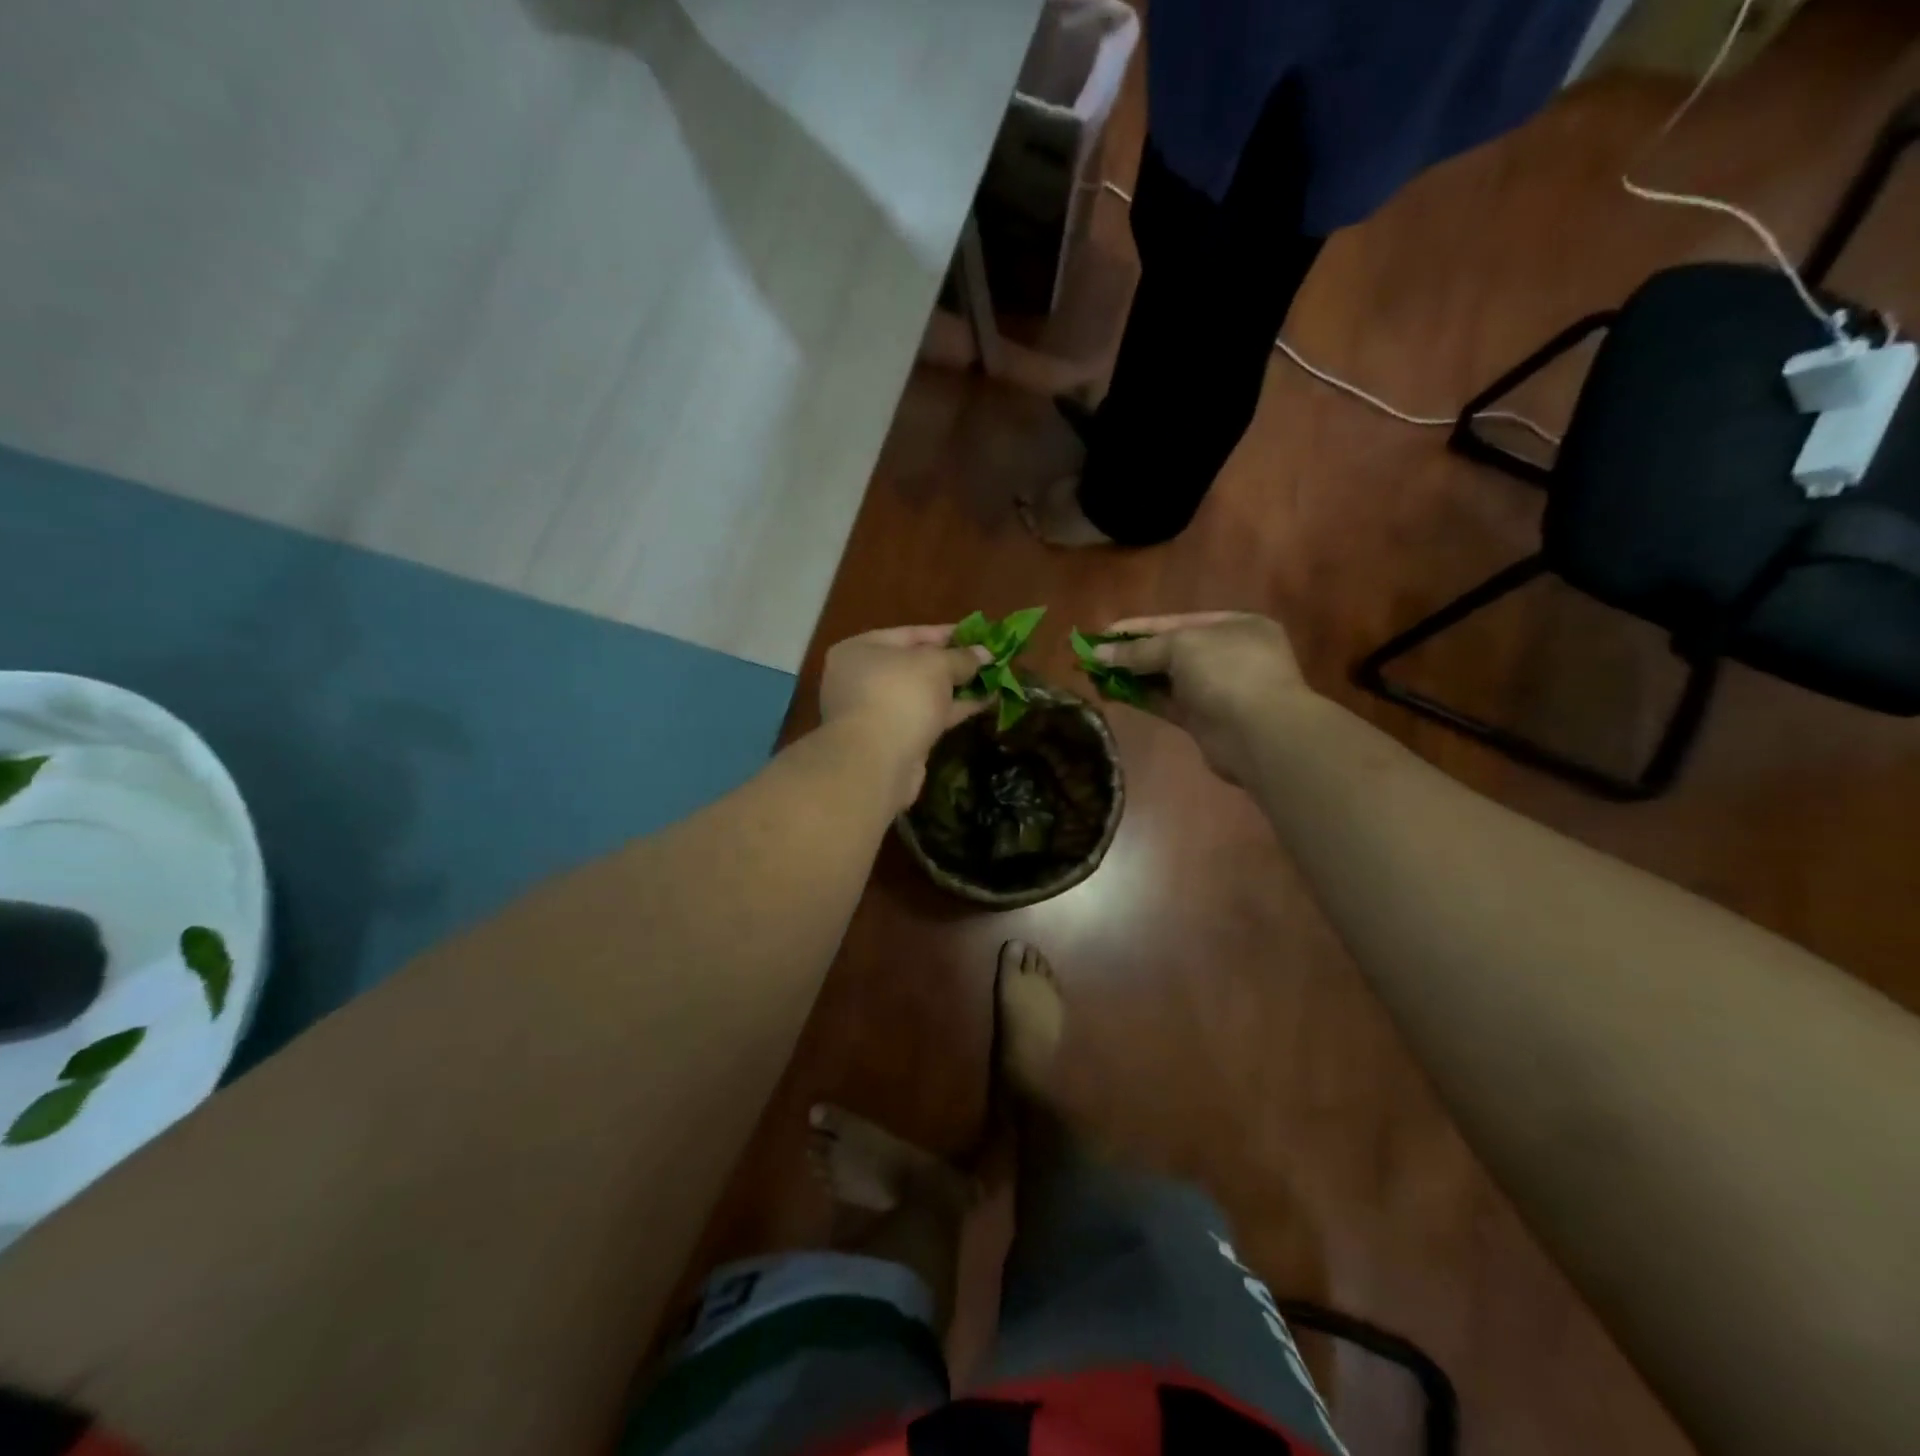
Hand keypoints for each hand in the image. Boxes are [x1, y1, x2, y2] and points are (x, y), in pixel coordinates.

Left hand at [819, 625, 991, 806]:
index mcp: (860, 650)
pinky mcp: (894, 739)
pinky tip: (984, 702)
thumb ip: (962, 657)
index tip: (977, 634)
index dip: (946, 633)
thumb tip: (985, 653)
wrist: (877, 761)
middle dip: (953, 663)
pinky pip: (927, 716)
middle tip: (986, 658)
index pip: (909, 634)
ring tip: (993, 679)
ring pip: (923, 693)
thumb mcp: (936, 665)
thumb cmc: (900, 695)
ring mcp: (877, 711)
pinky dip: (953, 709)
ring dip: (956, 687)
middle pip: (915, 664)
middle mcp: (862, 678)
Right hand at [1094, 612, 1312, 784]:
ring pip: (1167, 679)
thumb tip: (1097, 654)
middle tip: (1094, 657)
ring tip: (1096, 676)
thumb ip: (1139, 651)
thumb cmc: (1227, 672)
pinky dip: (1142, 698)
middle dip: (1132, 654)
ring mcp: (1218, 689)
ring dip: (1133, 677)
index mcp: (1235, 626)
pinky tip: (1114, 695)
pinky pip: (1167, 703)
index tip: (1103, 633)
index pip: (1177, 621)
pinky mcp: (1205, 720)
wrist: (1260, 734)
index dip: (1137, 628)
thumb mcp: (1181, 646)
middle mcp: (1228, 654)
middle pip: (1171, 650)